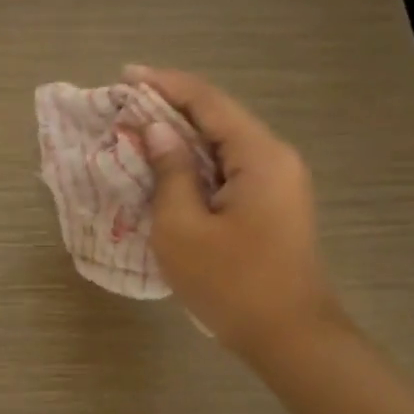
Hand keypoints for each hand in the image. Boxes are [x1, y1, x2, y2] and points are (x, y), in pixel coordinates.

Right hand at [126, 65, 341, 358]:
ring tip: (136, 131)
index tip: (125, 75)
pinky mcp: (271, 205)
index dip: (165, 84)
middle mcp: (275, 158)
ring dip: (181, 135)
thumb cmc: (231, 283)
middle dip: (170, 107)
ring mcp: (277, 183)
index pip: (208, 102)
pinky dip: (194, 162)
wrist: (290, 338)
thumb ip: (169, 172)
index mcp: (259, 156)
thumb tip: (157, 131)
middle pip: (218, 117)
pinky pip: (227, 168)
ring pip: (222, 144)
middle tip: (124, 105)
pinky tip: (165, 168)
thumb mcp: (183, 227)